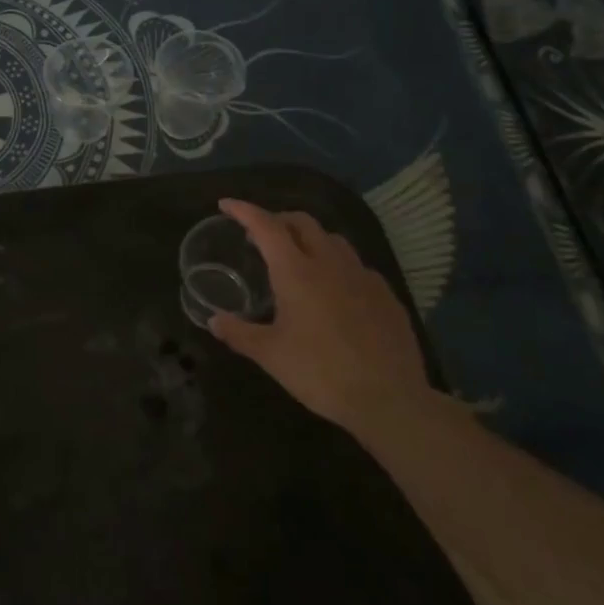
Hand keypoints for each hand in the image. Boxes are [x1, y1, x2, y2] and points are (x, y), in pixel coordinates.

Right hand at [206, 199, 432, 433]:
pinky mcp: (386, 295)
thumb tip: (213, 321)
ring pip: (333, 239)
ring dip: (309, 238)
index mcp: (296, 272)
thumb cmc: (321, 372)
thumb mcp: (270, 355)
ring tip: (297, 257)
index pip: (266, 226)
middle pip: (302, 222)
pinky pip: (356, 265)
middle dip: (277, 219)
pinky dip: (336, 264)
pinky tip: (334, 289)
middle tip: (259, 234)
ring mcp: (363, 277)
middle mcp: (330, 264)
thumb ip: (238, 333)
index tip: (226, 205)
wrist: (390, 400)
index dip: (244, 210)